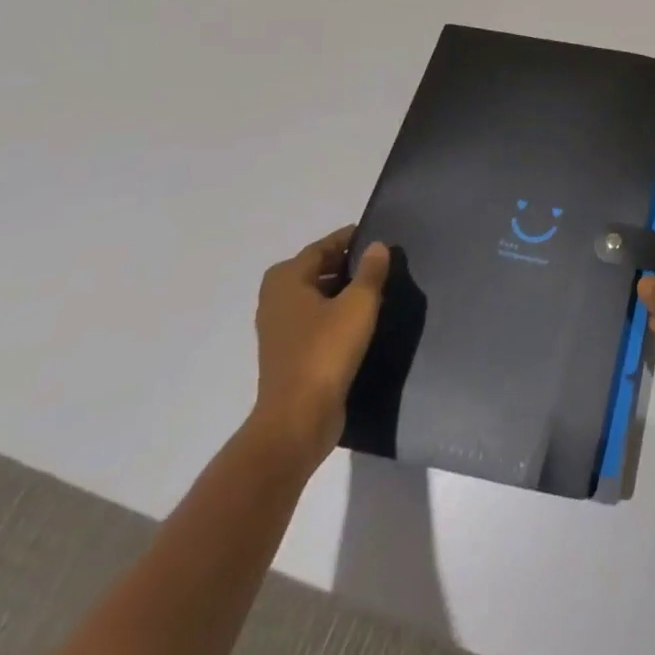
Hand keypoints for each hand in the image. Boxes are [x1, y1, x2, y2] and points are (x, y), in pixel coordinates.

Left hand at [250, 227, 389, 472]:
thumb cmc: (326, 351)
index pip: (321, 247)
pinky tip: (362, 321)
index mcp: (287, 280)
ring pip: (315, 297)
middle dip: (344, 264)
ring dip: (340, 291)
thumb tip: (376, 246)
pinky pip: (315, 321)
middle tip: (378, 261)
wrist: (298, 419)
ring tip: (375, 289)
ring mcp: (279, 331)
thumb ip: (370, 271)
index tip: (375, 235)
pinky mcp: (289, 356)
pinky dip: (335, 315)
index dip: (348, 239)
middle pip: (315, 270)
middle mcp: (276, 301)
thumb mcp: (358, 303)